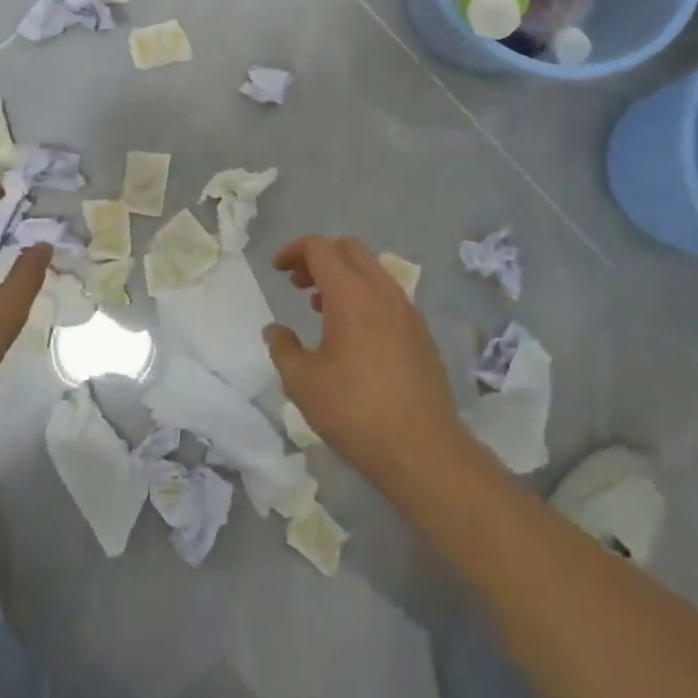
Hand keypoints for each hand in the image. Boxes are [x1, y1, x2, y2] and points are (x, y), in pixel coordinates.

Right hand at [264, 235, 472, 502]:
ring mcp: (407, 309)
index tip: (277, 271)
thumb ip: (283, 348)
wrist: (423, 450)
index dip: (293, 251)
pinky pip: (387, 295)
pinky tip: (353, 334)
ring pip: (371, 270)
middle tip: (298, 284)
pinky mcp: (421, 332)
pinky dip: (364, 296)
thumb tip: (275, 330)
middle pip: (349, 248)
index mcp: (351, 294)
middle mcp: (382, 291)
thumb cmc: (355, 412)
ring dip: (343, 276)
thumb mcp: (302, 383)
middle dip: (319, 258)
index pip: (319, 247)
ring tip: (321, 309)